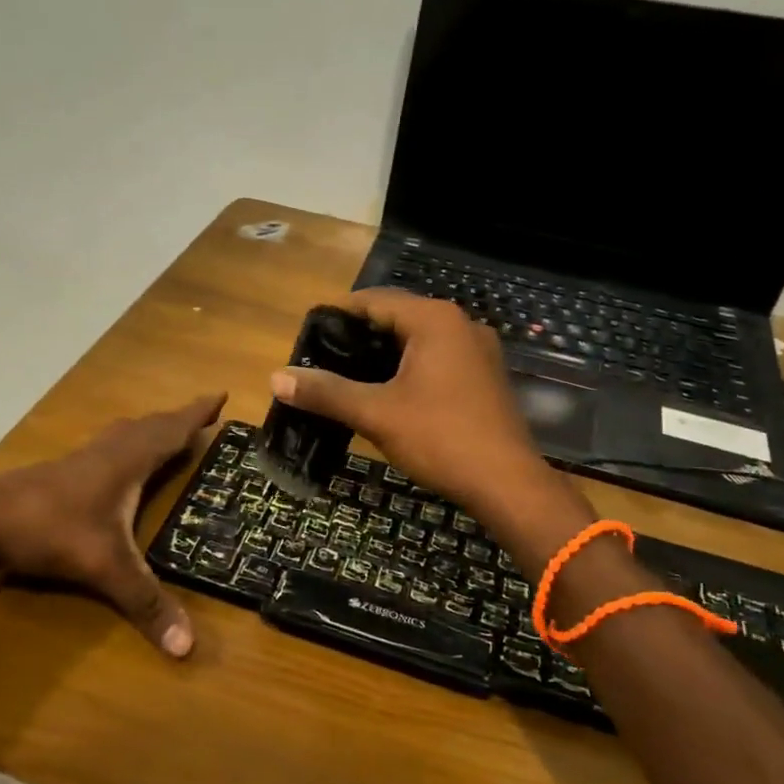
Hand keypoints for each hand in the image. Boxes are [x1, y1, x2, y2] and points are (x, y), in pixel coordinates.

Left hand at [0, 394, 225, 657]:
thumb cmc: (50, 531)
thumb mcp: (104, 568)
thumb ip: (145, 603)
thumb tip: (188, 648)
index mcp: (126, 462)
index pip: (171, 431)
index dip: (197, 414)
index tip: (221, 394)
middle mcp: (107, 452)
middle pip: (150, 426)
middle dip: (178, 419)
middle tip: (202, 413)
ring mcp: (80, 459)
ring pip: (124, 434)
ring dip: (150, 428)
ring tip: (166, 431)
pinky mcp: (60, 471)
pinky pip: (105, 447)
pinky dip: (125, 443)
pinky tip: (114, 462)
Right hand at [269, 290, 549, 515]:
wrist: (507, 484)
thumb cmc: (441, 438)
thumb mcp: (376, 414)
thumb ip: (326, 392)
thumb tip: (276, 378)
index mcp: (434, 320)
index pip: (374, 300)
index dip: (338, 313)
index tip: (308, 334)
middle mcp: (460, 324)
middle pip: (398, 316)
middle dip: (360, 334)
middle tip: (323, 357)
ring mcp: (478, 349)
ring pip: (419, 338)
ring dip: (384, 352)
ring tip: (348, 374)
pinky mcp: (484, 375)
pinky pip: (438, 357)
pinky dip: (409, 365)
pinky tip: (389, 390)